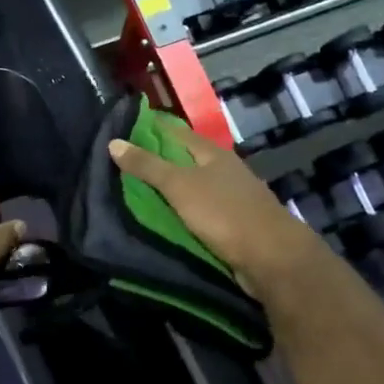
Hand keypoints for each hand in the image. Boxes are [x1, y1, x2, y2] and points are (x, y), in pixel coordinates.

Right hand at [108, 117, 327, 299]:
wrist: (269, 256)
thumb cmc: (223, 212)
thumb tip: (114, 142)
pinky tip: (166, 217)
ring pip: (194, 186)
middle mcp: (224, 170)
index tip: (124, 128)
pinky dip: (182, 211)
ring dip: (171, 188)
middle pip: (185, 158)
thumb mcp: (179, 186)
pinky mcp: (233, 223)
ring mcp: (231, 197)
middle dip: (158, 159)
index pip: (177, 132)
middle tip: (123, 163)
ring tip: (137, 191)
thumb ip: (147, 166)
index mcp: (212, 154)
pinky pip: (200, 211)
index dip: (152, 127)